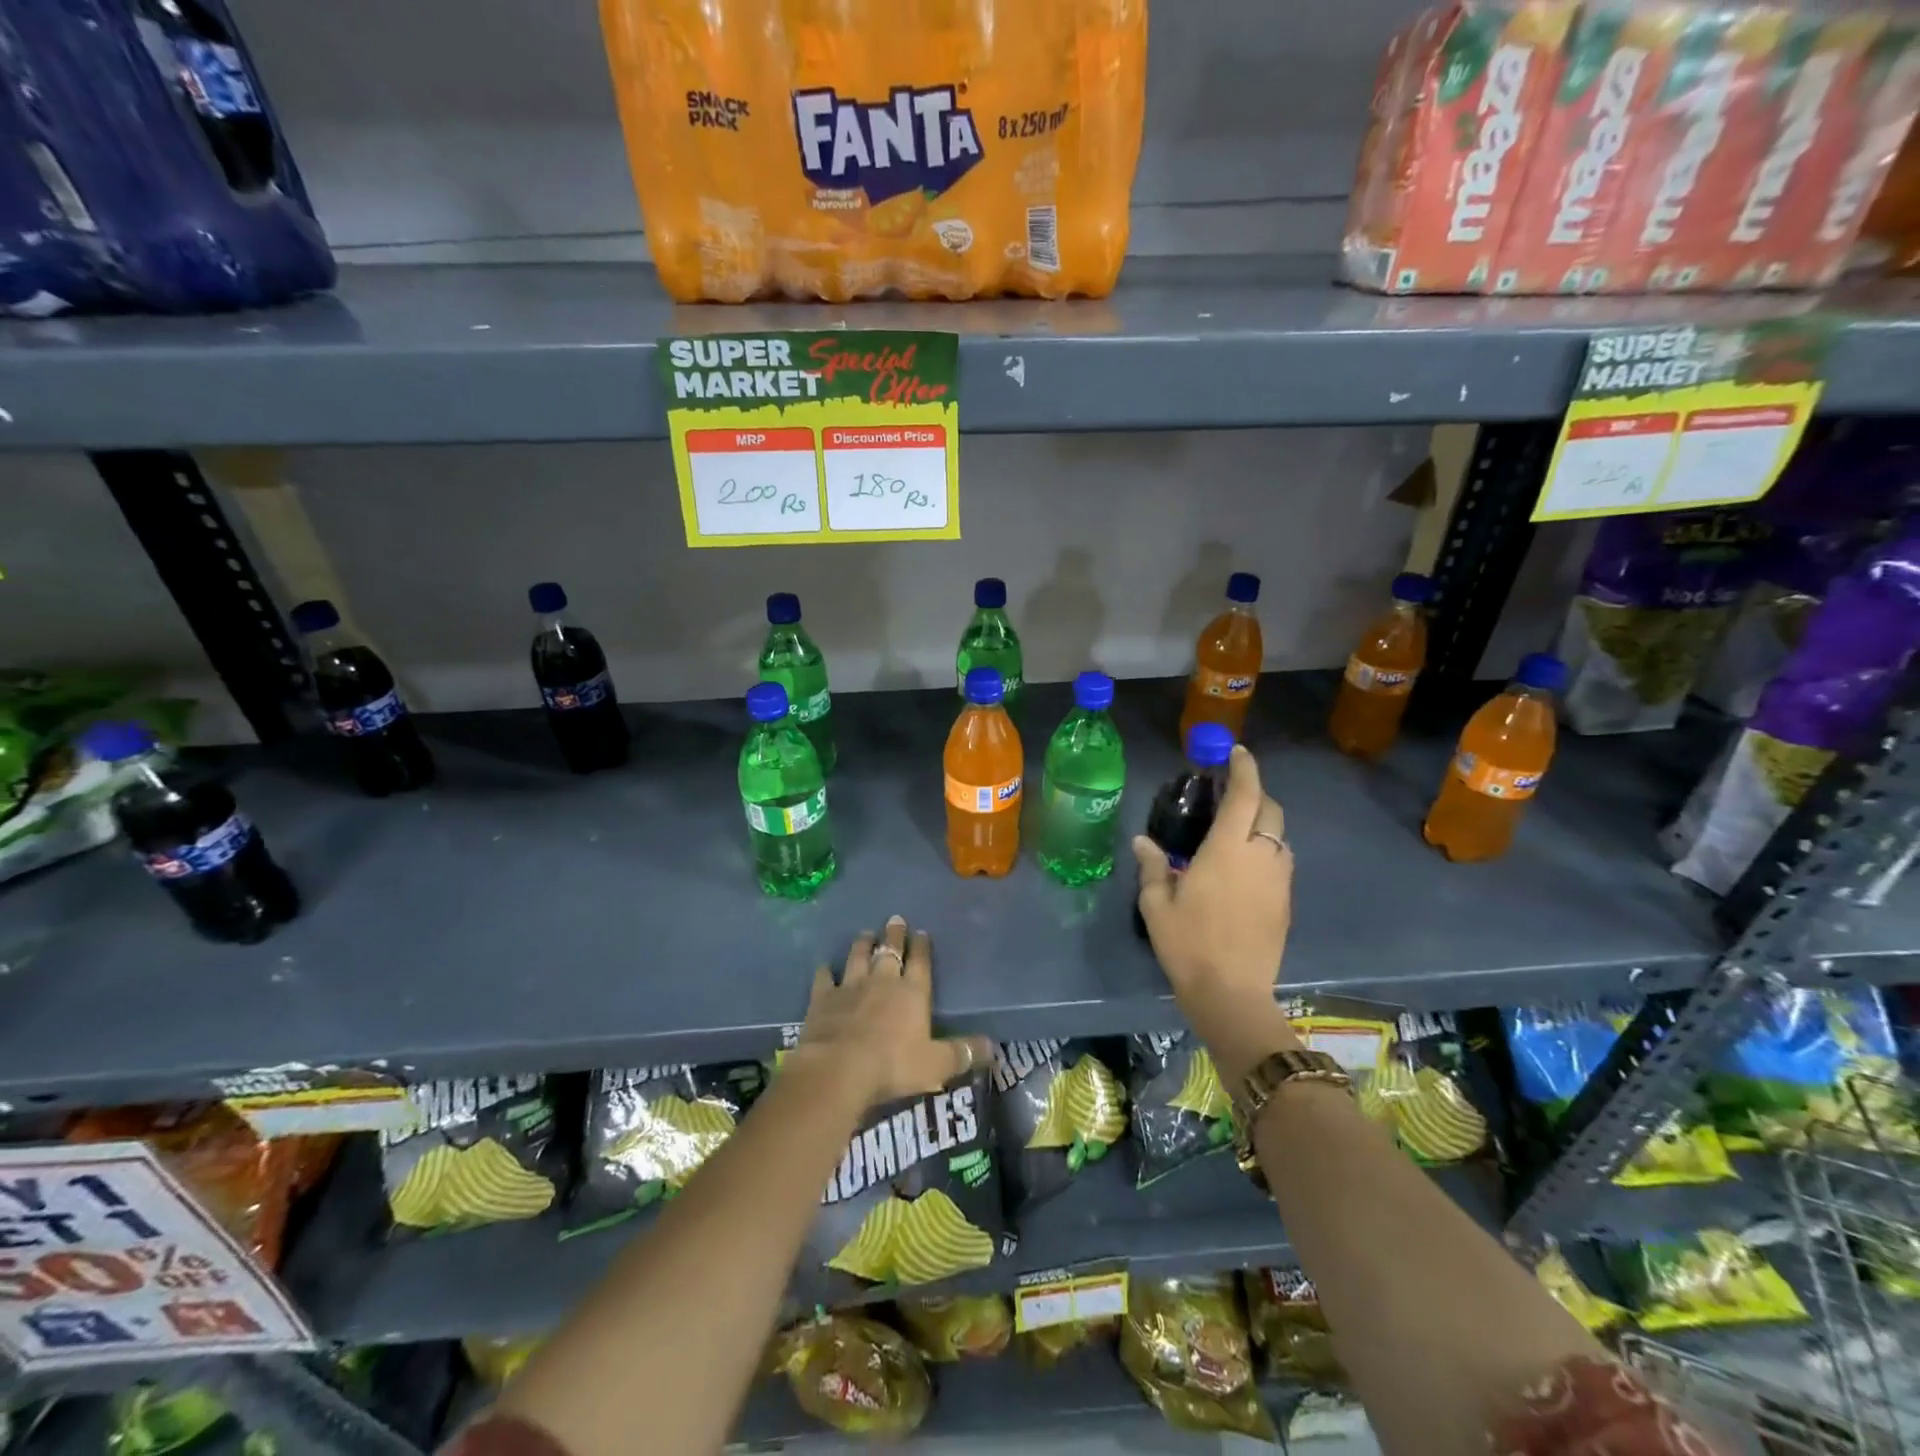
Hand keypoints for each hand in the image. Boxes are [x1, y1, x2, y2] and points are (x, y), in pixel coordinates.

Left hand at [795, 916, 993, 1110]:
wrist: (838, 1068)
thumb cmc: (892, 1065)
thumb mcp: (936, 1064)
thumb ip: (963, 1053)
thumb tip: (993, 1047)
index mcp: (912, 993)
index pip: (920, 963)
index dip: (922, 947)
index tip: (921, 932)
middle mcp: (882, 981)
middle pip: (890, 952)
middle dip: (894, 935)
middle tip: (894, 919)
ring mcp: (850, 987)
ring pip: (858, 957)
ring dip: (862, 944)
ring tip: (865, 932)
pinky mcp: (822, 999)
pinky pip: (824, 979)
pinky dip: (824, 971)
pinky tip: (824, 965)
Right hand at [1134, 744, 1293, 1047]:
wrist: (1231, 993)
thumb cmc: (1188, 944)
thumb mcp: (1157, 905)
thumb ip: (1153, 868)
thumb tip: (1142, 841)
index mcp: (1228, 850)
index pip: (1245, 796)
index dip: (1244, 769)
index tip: (1238, 753)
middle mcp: (1260, 857)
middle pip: (1270, 811)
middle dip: (1256, 795)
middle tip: (1232, 797)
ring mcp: (1279, 880)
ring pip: (1280, 838)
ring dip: (1263, 826)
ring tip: (1237, 834)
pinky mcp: (1286, 903)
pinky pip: (1281, 863)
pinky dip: (1267, 852)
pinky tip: (1245, 870)